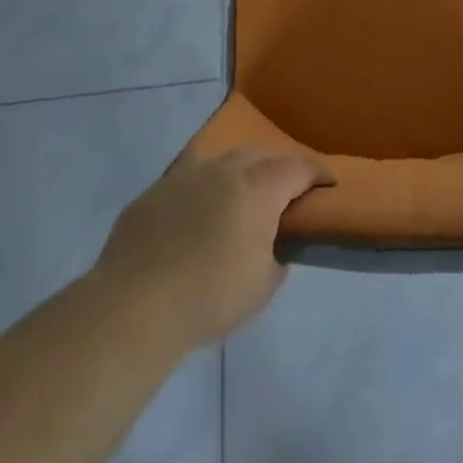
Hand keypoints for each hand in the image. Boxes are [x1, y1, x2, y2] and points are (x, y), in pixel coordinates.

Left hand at [91, 149, 331, 353]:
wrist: (132, 307)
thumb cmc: (210, 297)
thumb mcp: (263, 286)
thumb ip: (276, 257)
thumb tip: (272, 247)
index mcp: (258, 187)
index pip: (299, 167)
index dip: (318, 173)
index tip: (329, 183)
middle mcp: (224, 169)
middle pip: (260, 154)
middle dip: (278, 167)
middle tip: (286, 191)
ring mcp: (183, 176)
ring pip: (221, 160)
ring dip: (239, 172)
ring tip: (241, 195)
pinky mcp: (152, 193)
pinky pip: (187, 181)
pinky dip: (202, 190)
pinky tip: (196, 216)